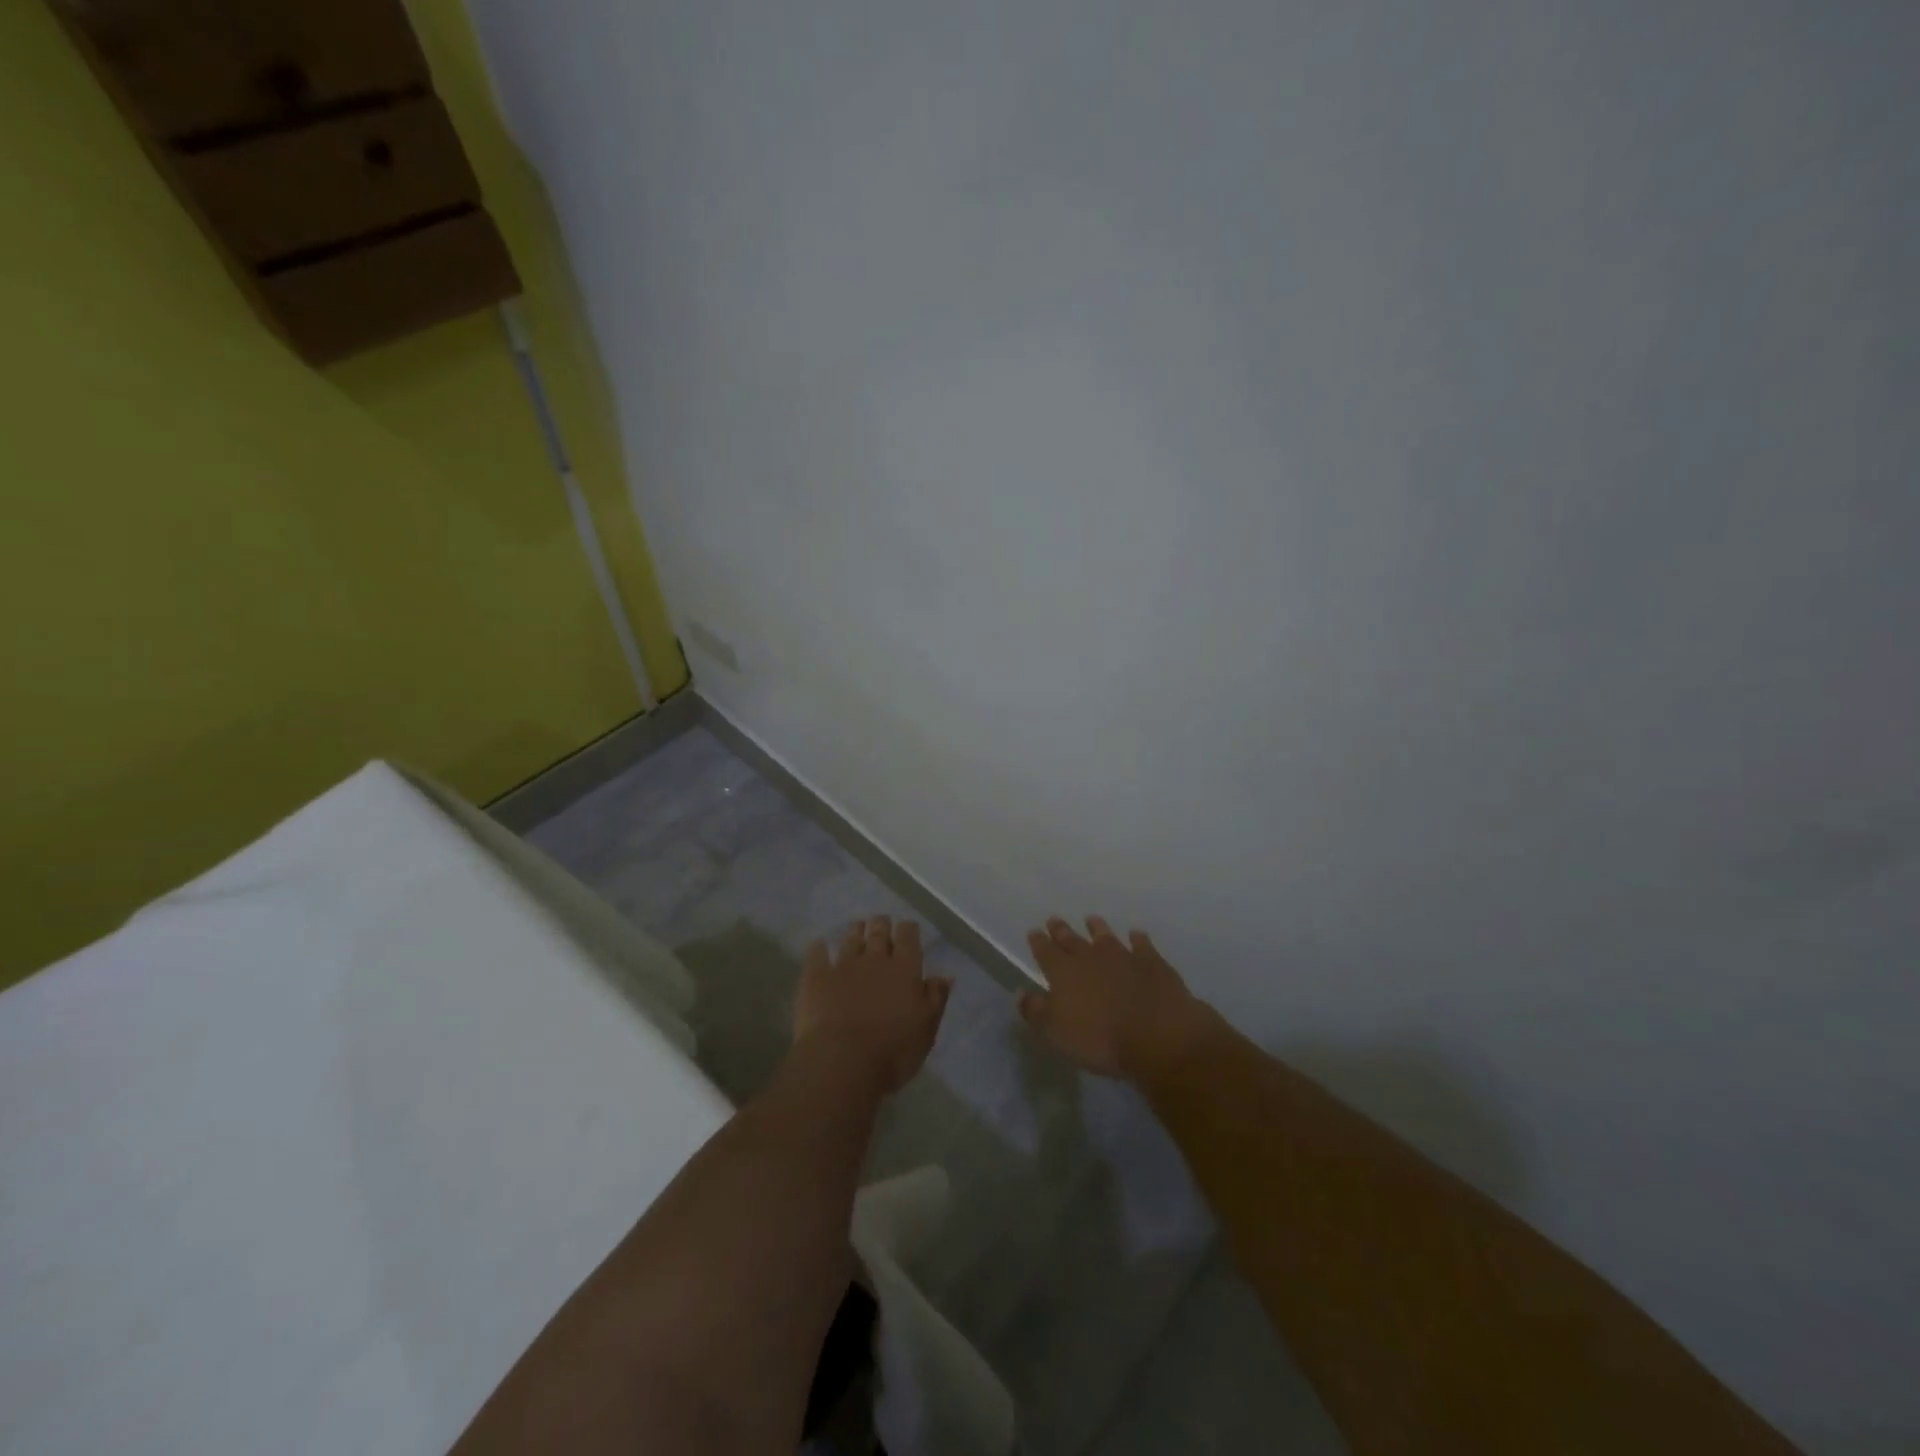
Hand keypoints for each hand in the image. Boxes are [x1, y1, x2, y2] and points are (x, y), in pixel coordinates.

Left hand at [795, 916, 952, 1094]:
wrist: (841, 1062)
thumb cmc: (893, 1051)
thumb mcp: (926, 1029)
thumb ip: (935, 998)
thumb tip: (945, 976)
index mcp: (905, 969)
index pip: (908, 937)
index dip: (908, 929)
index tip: (908, 929)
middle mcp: (875, 959)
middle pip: (879, 931)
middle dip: (881, 925)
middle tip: (881, 922)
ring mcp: (843, 966)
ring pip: (850, 939)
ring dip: (855, 931)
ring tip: (857, 928)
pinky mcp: (816, 978)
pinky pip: (817, 954)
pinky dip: (820, 948)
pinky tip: (820, 946)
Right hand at [1021, 917, 1214, 1080]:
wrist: (1158, 1035)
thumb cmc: (1100, 1040)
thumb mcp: (1056, 1033)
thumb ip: (1036, 1011)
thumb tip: (1022, 993)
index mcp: (1063, 973)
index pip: (1046, 952)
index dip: (1038, 942)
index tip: (1034, 932)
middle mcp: (1090, 958)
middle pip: (1072, 940)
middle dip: (1061, 931)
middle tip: (1054, 919)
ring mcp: (1123, 957)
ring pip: (1105, 937)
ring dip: (1097, 929)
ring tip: (1091, 920)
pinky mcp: (1152, 963)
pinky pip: (1142, 945)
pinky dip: (1138, 939)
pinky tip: (1136, 935)